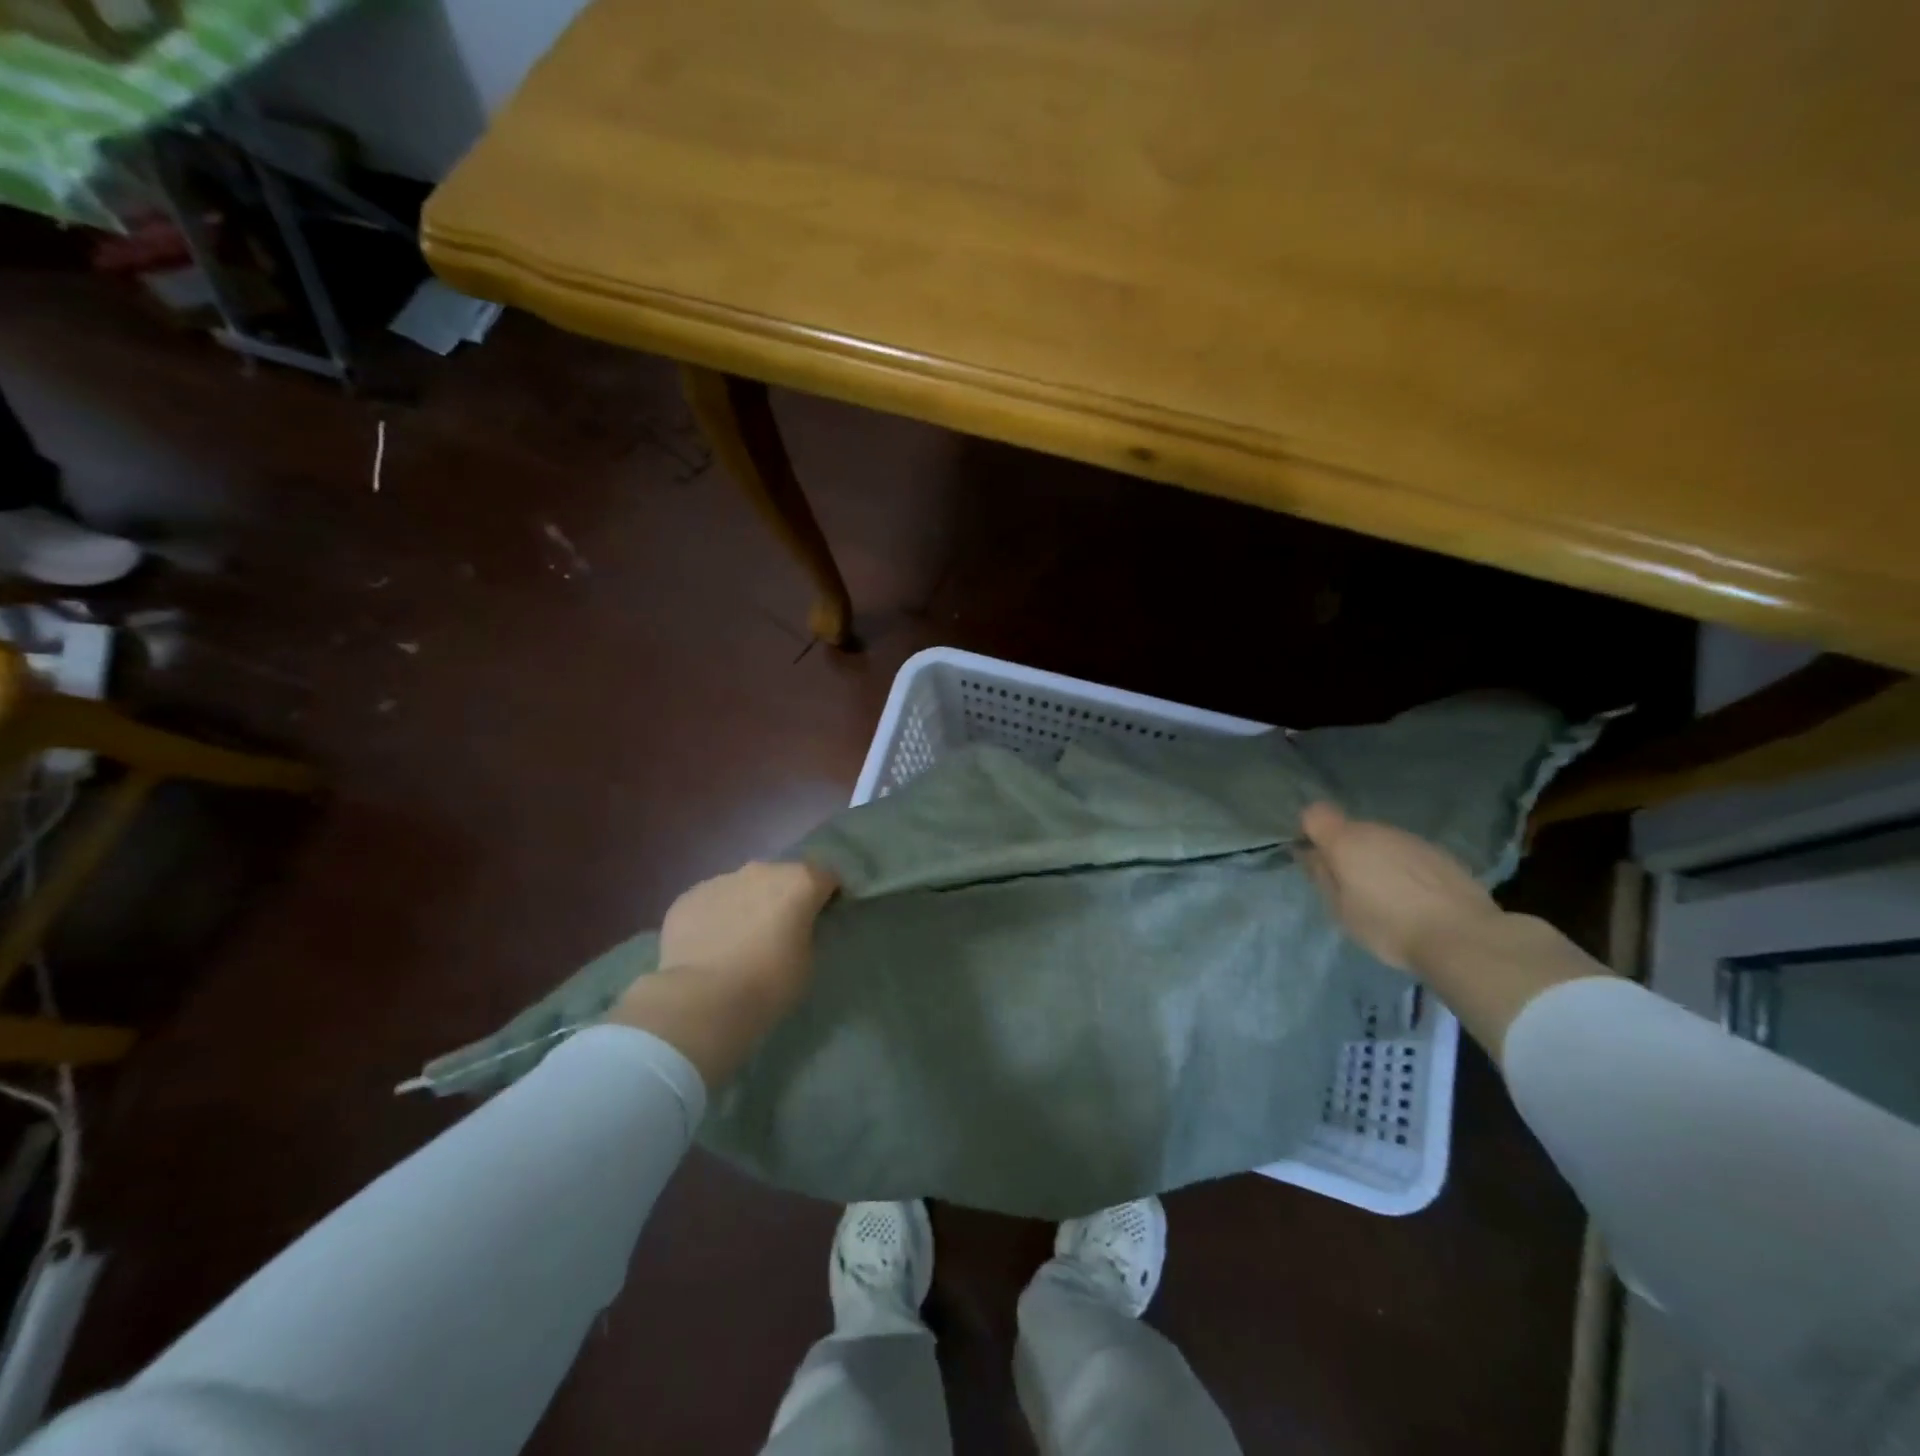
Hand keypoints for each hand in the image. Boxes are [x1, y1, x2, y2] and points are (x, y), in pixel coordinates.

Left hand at [658, 859, 839, 1001]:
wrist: (701, 1000)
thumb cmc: (768, 983)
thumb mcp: (807, 961)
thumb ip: (806, 933)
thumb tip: (793, 927)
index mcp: (799, 881)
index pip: (826, 877)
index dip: (829, 896)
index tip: (824, 918)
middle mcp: (762, 870)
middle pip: (782, 877)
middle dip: (785, 897)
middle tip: (781, 930)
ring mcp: (721, 879)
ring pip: (744, 887)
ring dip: (749, 905)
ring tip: (742, 941)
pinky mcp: (688, 897)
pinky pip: (712, 902)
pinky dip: (717, 917)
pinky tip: (711, 947)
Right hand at [1298, 802, 1501, 972]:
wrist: (1463, 936)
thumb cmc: (1388, 925)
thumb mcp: (1341, 909)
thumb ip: (1322, 875)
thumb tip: (1311, 854)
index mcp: (1346, 841)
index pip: (1315, 813)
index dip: (1310, 832)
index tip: (1316, 859)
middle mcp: (1377, 830)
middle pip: (1350, 830)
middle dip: (1346, 851)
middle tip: (1353, 888)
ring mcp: (1412, 839)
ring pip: (1381, 841)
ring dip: (1377, 860)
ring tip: (1389, 897)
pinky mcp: (1440, 853)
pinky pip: (1408, 854)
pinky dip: (1405, 869)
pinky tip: (1416, 898)